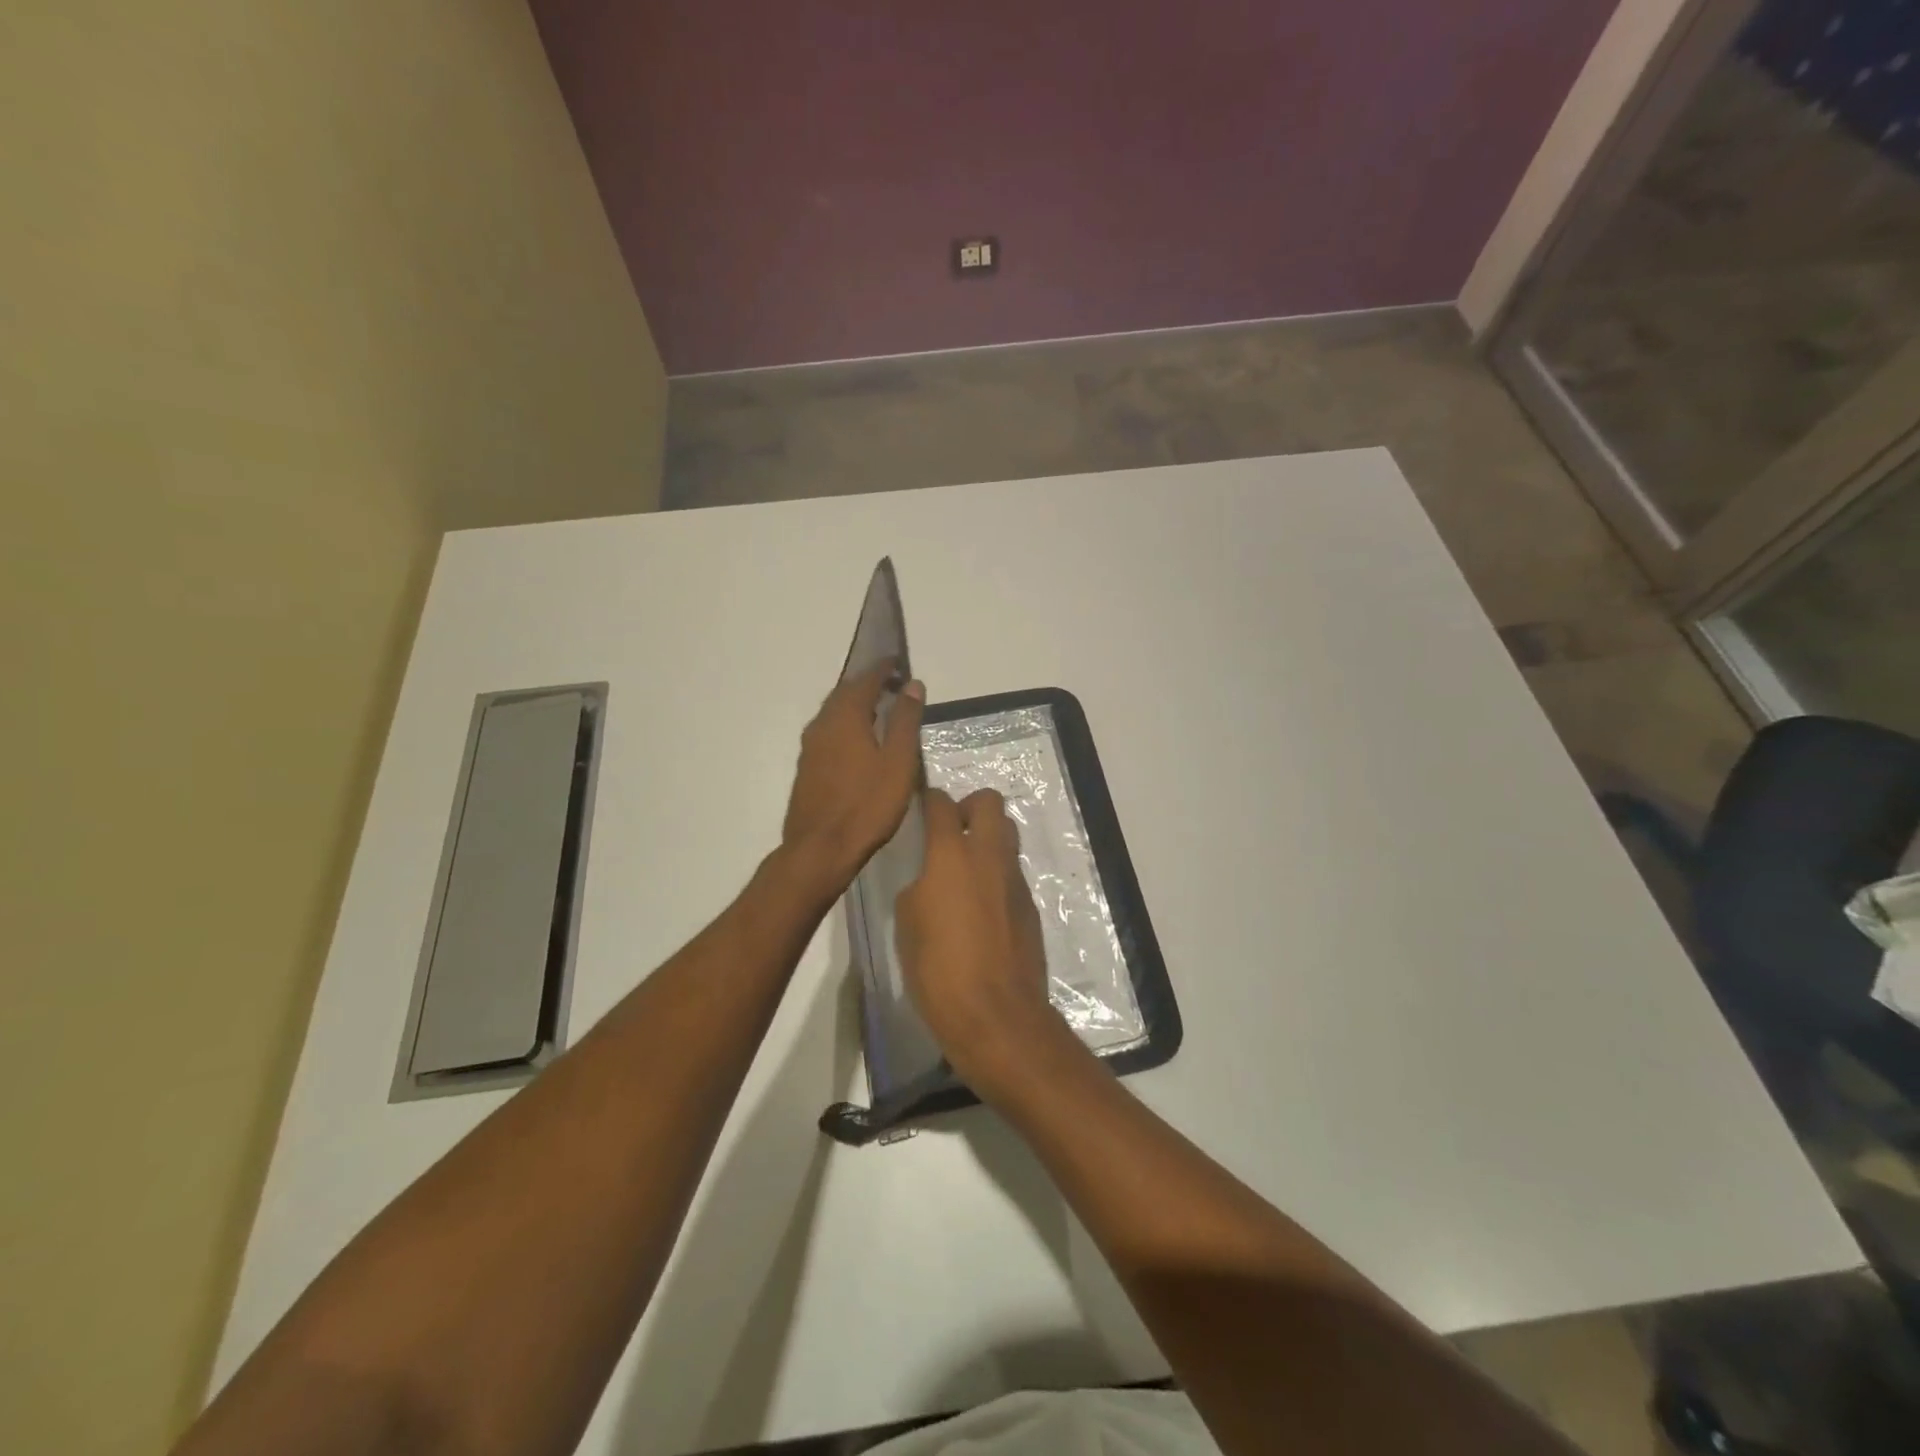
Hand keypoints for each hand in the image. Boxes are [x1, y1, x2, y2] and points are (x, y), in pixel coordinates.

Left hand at [782, 661, 925, 891]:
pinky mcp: (807, 769)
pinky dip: (845, 727)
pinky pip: (828, 734)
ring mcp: (810, 748)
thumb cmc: (868, 805)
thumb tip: (913, 685)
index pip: (864, 680)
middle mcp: (822, 725)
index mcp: (845, 718)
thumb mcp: (898, 761)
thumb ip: (905, 720)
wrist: (821, 849)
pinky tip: (859, 744)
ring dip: (855, 706)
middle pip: (844, 694)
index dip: (882, 670)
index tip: (898, 665)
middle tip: (891, 686)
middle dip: (867, 685)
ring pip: (833, 715)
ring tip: (879, 712)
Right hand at [895, 787, 1079, 1097]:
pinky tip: (980, 909)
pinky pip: (1012, 874)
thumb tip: (932, 882)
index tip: (922, 804)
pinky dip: (997, 876)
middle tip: (952, 829)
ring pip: (1007, 836)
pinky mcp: (1031, 907)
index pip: (942, 805)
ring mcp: (1015, 881)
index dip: (930, 798)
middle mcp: (989, 857)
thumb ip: (919, 888)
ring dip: (988, 839)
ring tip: (965, 869)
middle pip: (990, 803)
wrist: (996, 1014)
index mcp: (951, 856)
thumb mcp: (907, 925)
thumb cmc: (938, 969)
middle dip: (970, 805)